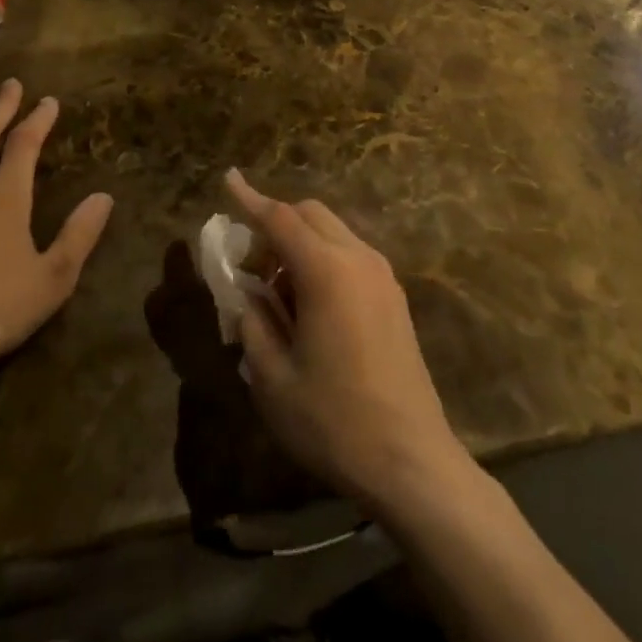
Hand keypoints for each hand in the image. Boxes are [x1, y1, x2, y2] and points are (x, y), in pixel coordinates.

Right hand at [229, 170, 469, 512]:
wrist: (413, 463)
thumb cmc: (334, 421)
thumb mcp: (273, 378)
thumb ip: (253, 324)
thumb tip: (248, 296)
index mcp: (326, 272)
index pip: (280, 219)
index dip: (250, 199)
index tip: (228, 178)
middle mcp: (358, 260)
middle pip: (310, 215)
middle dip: (275, 224)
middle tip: (251, 267)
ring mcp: (382, 277)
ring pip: (332, 232)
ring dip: (299, 243)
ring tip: (278, 294)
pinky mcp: (394, 298)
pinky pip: (350, 255)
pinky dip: (322, 259)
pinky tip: (310, 306)